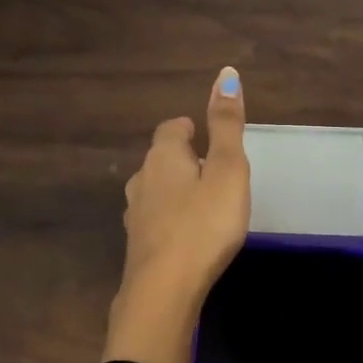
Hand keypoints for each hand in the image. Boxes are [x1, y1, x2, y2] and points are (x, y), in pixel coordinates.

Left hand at [103, 67, 249, 362]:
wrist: (165, 289)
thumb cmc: (204, 224)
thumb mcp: (227, 170)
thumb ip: (226, 125)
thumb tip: (227, 73)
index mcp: (163, 157)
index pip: (170, 129)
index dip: (188, 128)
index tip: (204, 135)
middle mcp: (142, 180)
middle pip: (160, 160)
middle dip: (182, 160)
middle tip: (210, 168)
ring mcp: (135, 215)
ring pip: (155, 192)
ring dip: (175, 191)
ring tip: (201, 202)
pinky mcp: (138, 246)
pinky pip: (155, 221)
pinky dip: (170, 220)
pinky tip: (185, 235)